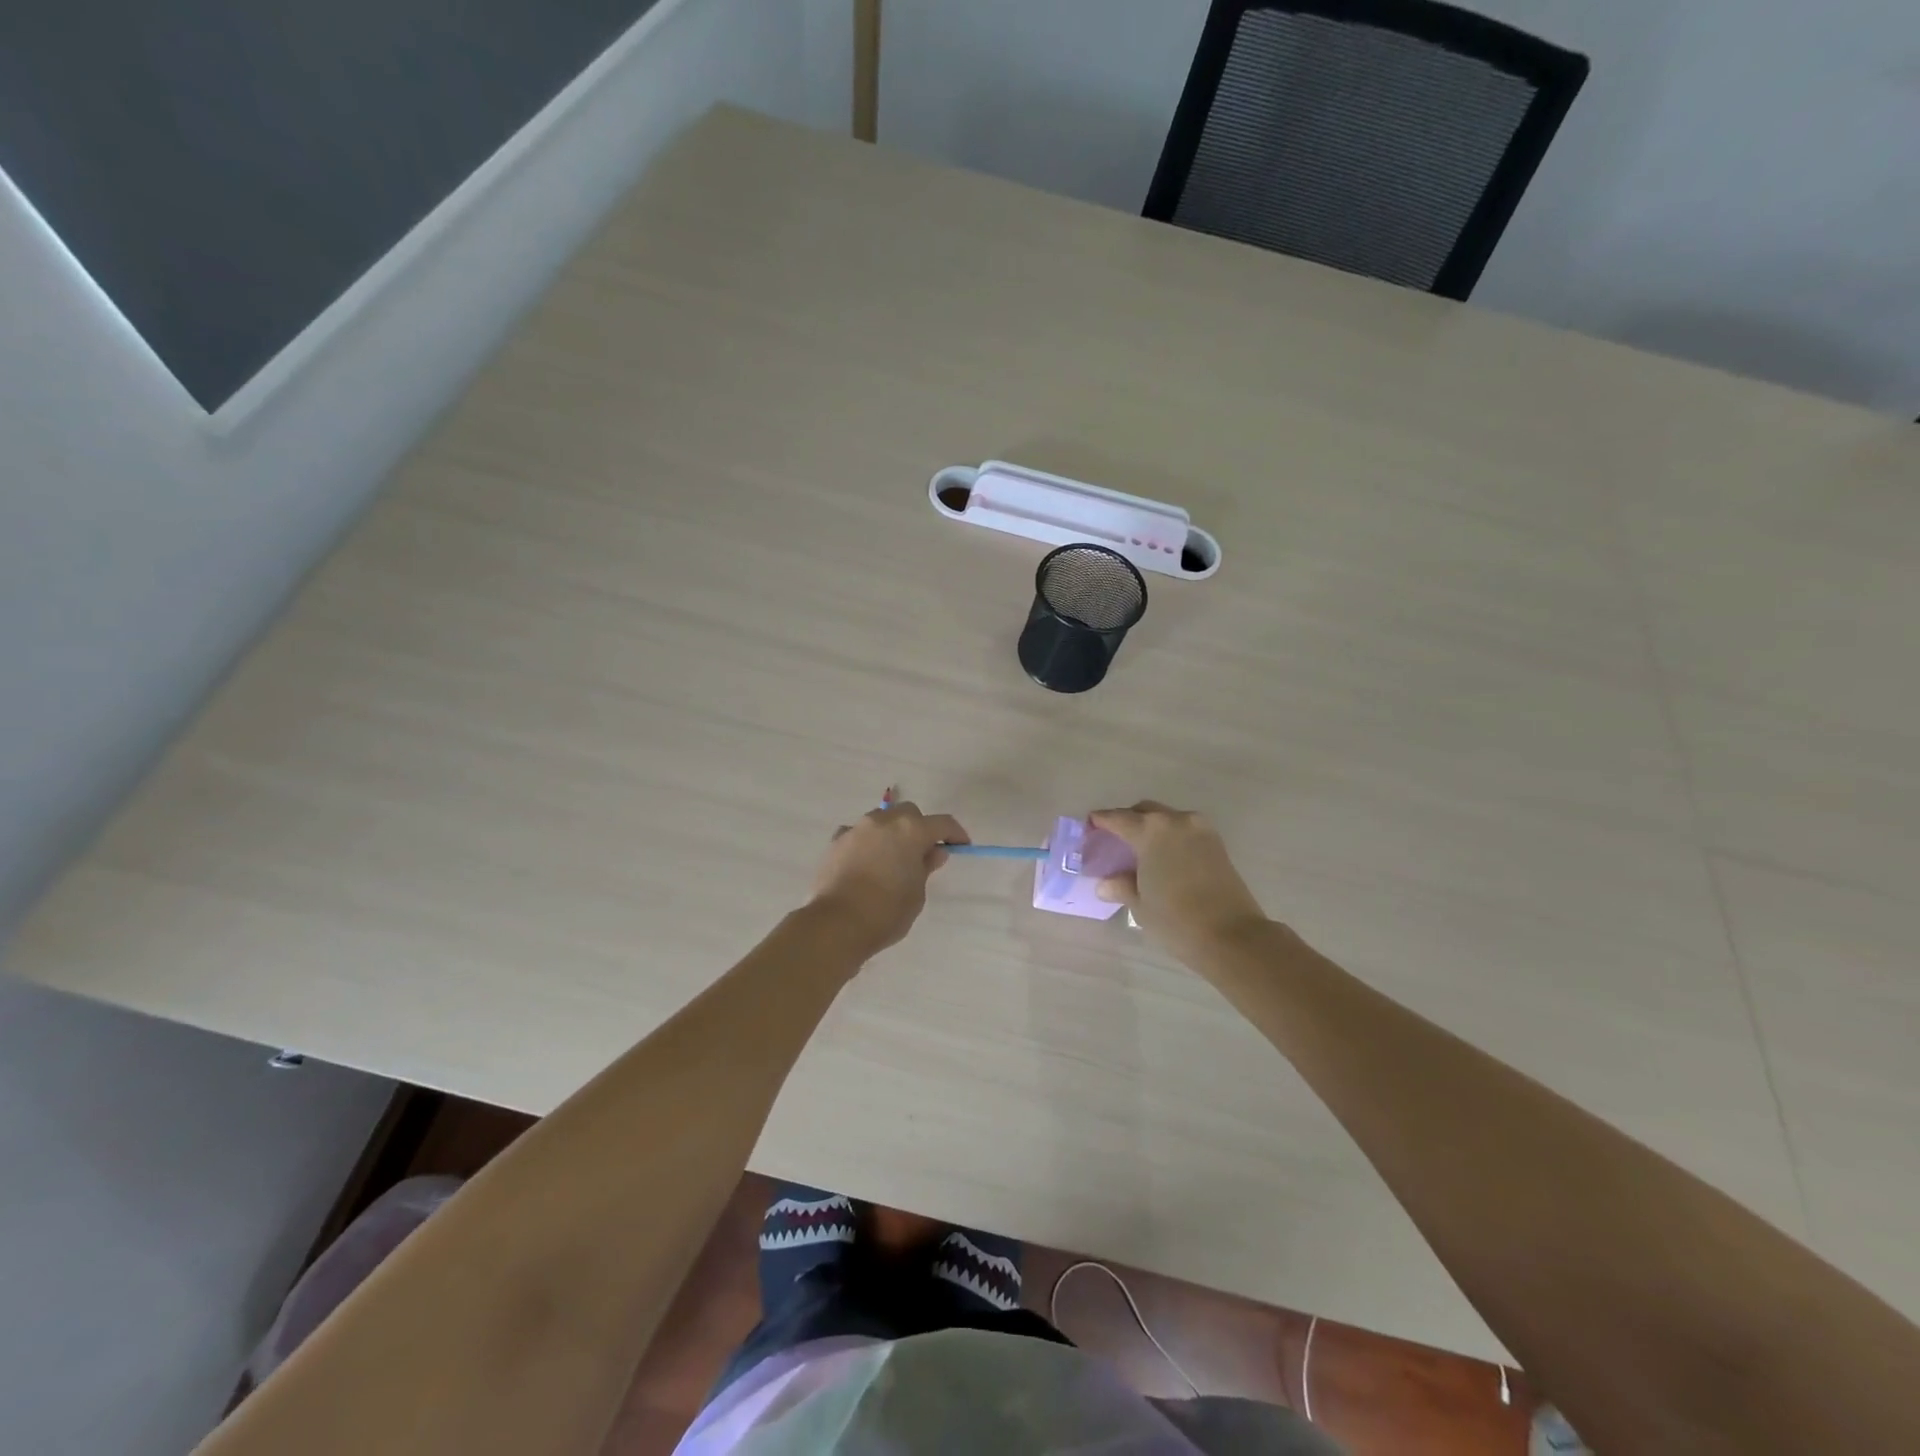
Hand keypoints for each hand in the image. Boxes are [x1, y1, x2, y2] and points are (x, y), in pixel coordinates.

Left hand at [809, 802, 968, 959]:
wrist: (836, 924)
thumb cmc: (886, 912)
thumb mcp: (916, 893)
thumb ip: (925, 867)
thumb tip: (933, 853)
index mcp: (911, 831)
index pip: (942, 823)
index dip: (955, 834)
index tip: (961, 846)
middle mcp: (883, 821)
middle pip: (909, 814)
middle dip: (919, 828)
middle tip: (922, 853)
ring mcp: (856, 829)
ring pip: (880, 820)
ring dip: (891, 833)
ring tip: (891, 859)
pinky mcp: (835, 841)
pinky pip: (857, 834)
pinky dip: (866, 843)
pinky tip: (865, 863)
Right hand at [1089, 802, 1267, 962]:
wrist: (1232, 936)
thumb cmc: (1176, 919)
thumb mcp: (1140, 904)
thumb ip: (1121, 886)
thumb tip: (1106, 883)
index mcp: (1151, 830)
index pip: (1117, 818)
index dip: (1100, 821)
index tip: (1089, 825)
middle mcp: (1176, 821)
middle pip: (1145, 811)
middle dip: (1127, 820)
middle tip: (1114, 839)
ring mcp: (1200, 830)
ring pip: (1168, 819)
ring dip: (1151, 828)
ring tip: (1139, 851)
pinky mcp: (1217, 844)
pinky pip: (1185, 831)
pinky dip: (1170, 838)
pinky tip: (1163, 858)